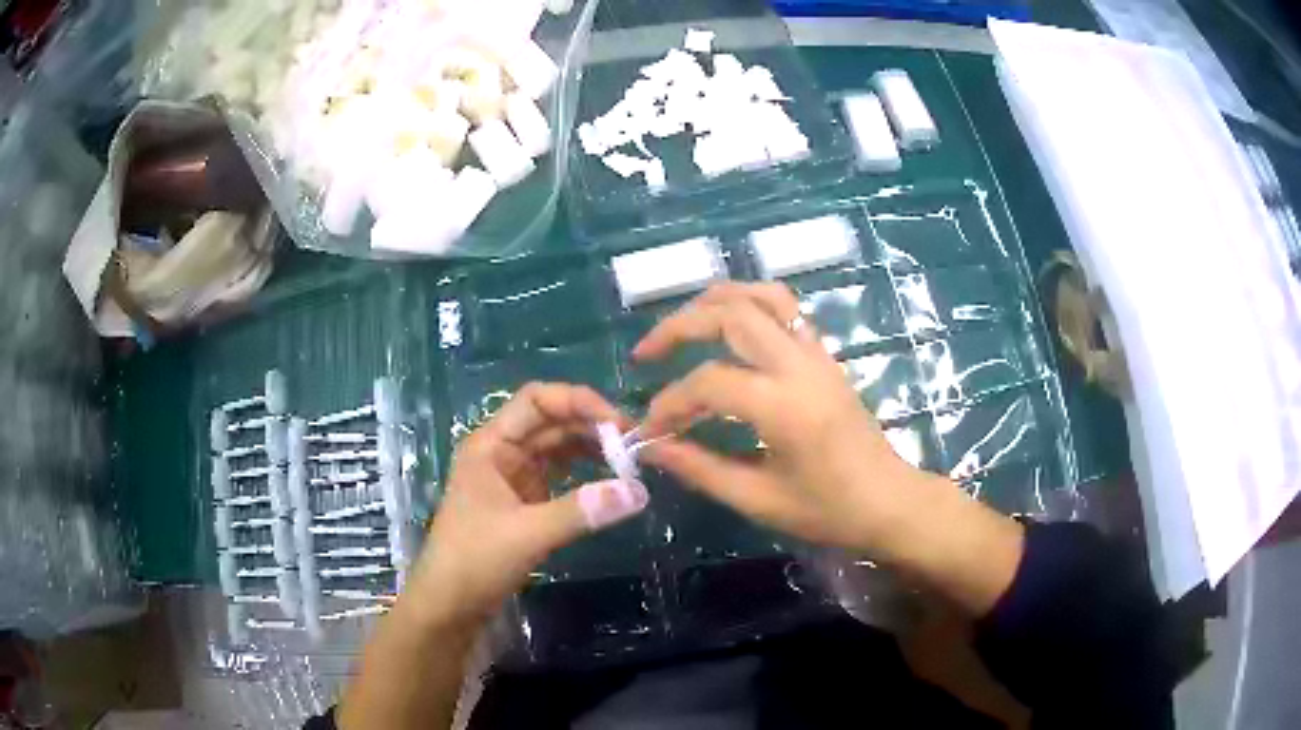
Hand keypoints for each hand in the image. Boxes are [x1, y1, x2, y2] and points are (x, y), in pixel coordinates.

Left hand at [406, 383, 648, 625]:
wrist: (449, 605)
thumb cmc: (475, 560)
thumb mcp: (527, 533)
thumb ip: (581, 510)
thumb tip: (639, 491)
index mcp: (490, 444)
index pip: (537, 400)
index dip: (578, 402)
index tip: (618, 423)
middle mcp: (502, 452)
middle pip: (551, 422)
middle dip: (592, 426)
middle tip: (637, 443)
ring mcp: (513, 477)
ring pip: (558, 448)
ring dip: (592, 449)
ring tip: (631, 459)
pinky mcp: (525, 502)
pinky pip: (560, 476)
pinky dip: (585, 475)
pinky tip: (610, 481)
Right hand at [634, 282, 924, 555]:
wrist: (890, 500)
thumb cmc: (829, 510)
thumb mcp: (759, 499)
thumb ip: (700, 468)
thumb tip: (651, 447)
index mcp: (785, 406)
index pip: (710, 382)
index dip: (670, 402)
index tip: (651, 430)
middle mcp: (800, 366)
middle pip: (731, 314)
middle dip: (679, 326)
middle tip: (647, 353)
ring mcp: (817, 354)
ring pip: (762, 296)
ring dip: (716, 301)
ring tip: (684, 324)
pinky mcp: (825, 355)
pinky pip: (786, 309)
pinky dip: (749, 306)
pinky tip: (727, 331)